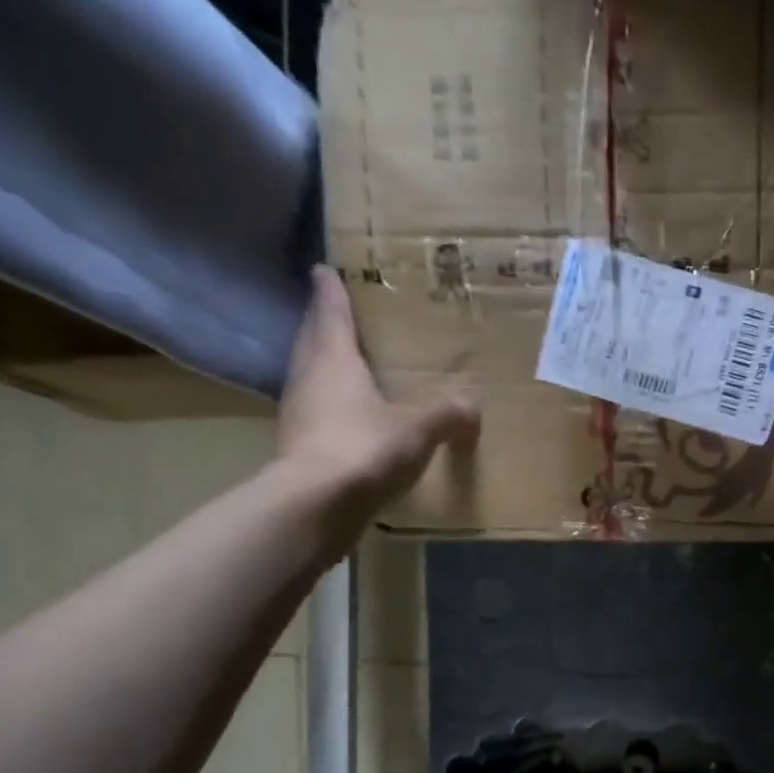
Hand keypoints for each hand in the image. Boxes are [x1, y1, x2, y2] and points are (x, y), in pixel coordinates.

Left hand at [276, 265, 478, 506]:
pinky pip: (318, 414)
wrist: (318, 503)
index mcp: (333, 360)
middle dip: (324, 326)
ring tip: (347, 367)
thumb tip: (473, 404)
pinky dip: (332, 407)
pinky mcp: (300, 447)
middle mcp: (308, 378)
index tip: (323, 269)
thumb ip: (448, 413)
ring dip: (325, 368)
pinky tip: (350, 419)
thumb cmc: (367, 447)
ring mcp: (299, 414)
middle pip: (313, 342)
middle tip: (336, 316)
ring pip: (311, 377)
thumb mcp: (420, 428)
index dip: (330, 292)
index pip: (330, 314)